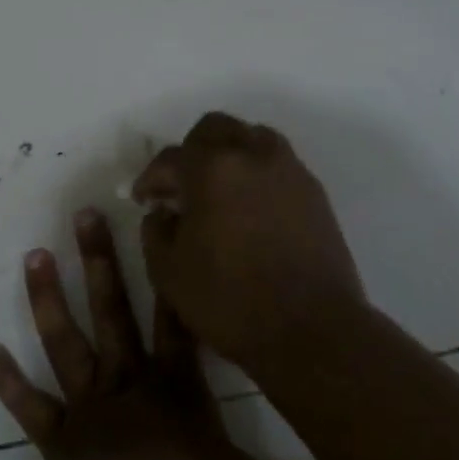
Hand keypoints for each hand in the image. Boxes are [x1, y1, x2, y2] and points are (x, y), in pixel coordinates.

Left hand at [0, 208, 335, 459]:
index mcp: (174, 386)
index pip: (176, 321)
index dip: (171, 277)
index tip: (157, 230)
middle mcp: (129, 381)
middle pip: (114, 309)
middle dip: (100, 260)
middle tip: (82, 214)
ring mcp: (88, 405)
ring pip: (66, 340)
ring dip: (49, 298)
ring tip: (34, 255)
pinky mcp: (57, 436)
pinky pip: (29, 405)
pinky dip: (7, 380)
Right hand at [132, 112, 368, 371]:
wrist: (311, 329)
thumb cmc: (230, 300)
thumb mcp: (168, 271)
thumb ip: (156, 230)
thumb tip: (163, 212)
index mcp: (212, 167)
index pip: (170, 157)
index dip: (151, 178)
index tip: (144, 199)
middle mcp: (253, 154)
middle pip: (215, 130)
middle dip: (191, 152)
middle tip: (181, 186)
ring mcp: (289, 170)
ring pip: (252, 138)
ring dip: (229, 155)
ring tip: (219, 190)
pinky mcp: (315, 192)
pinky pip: (278, 165)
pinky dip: (257, 174)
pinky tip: (250, 208)